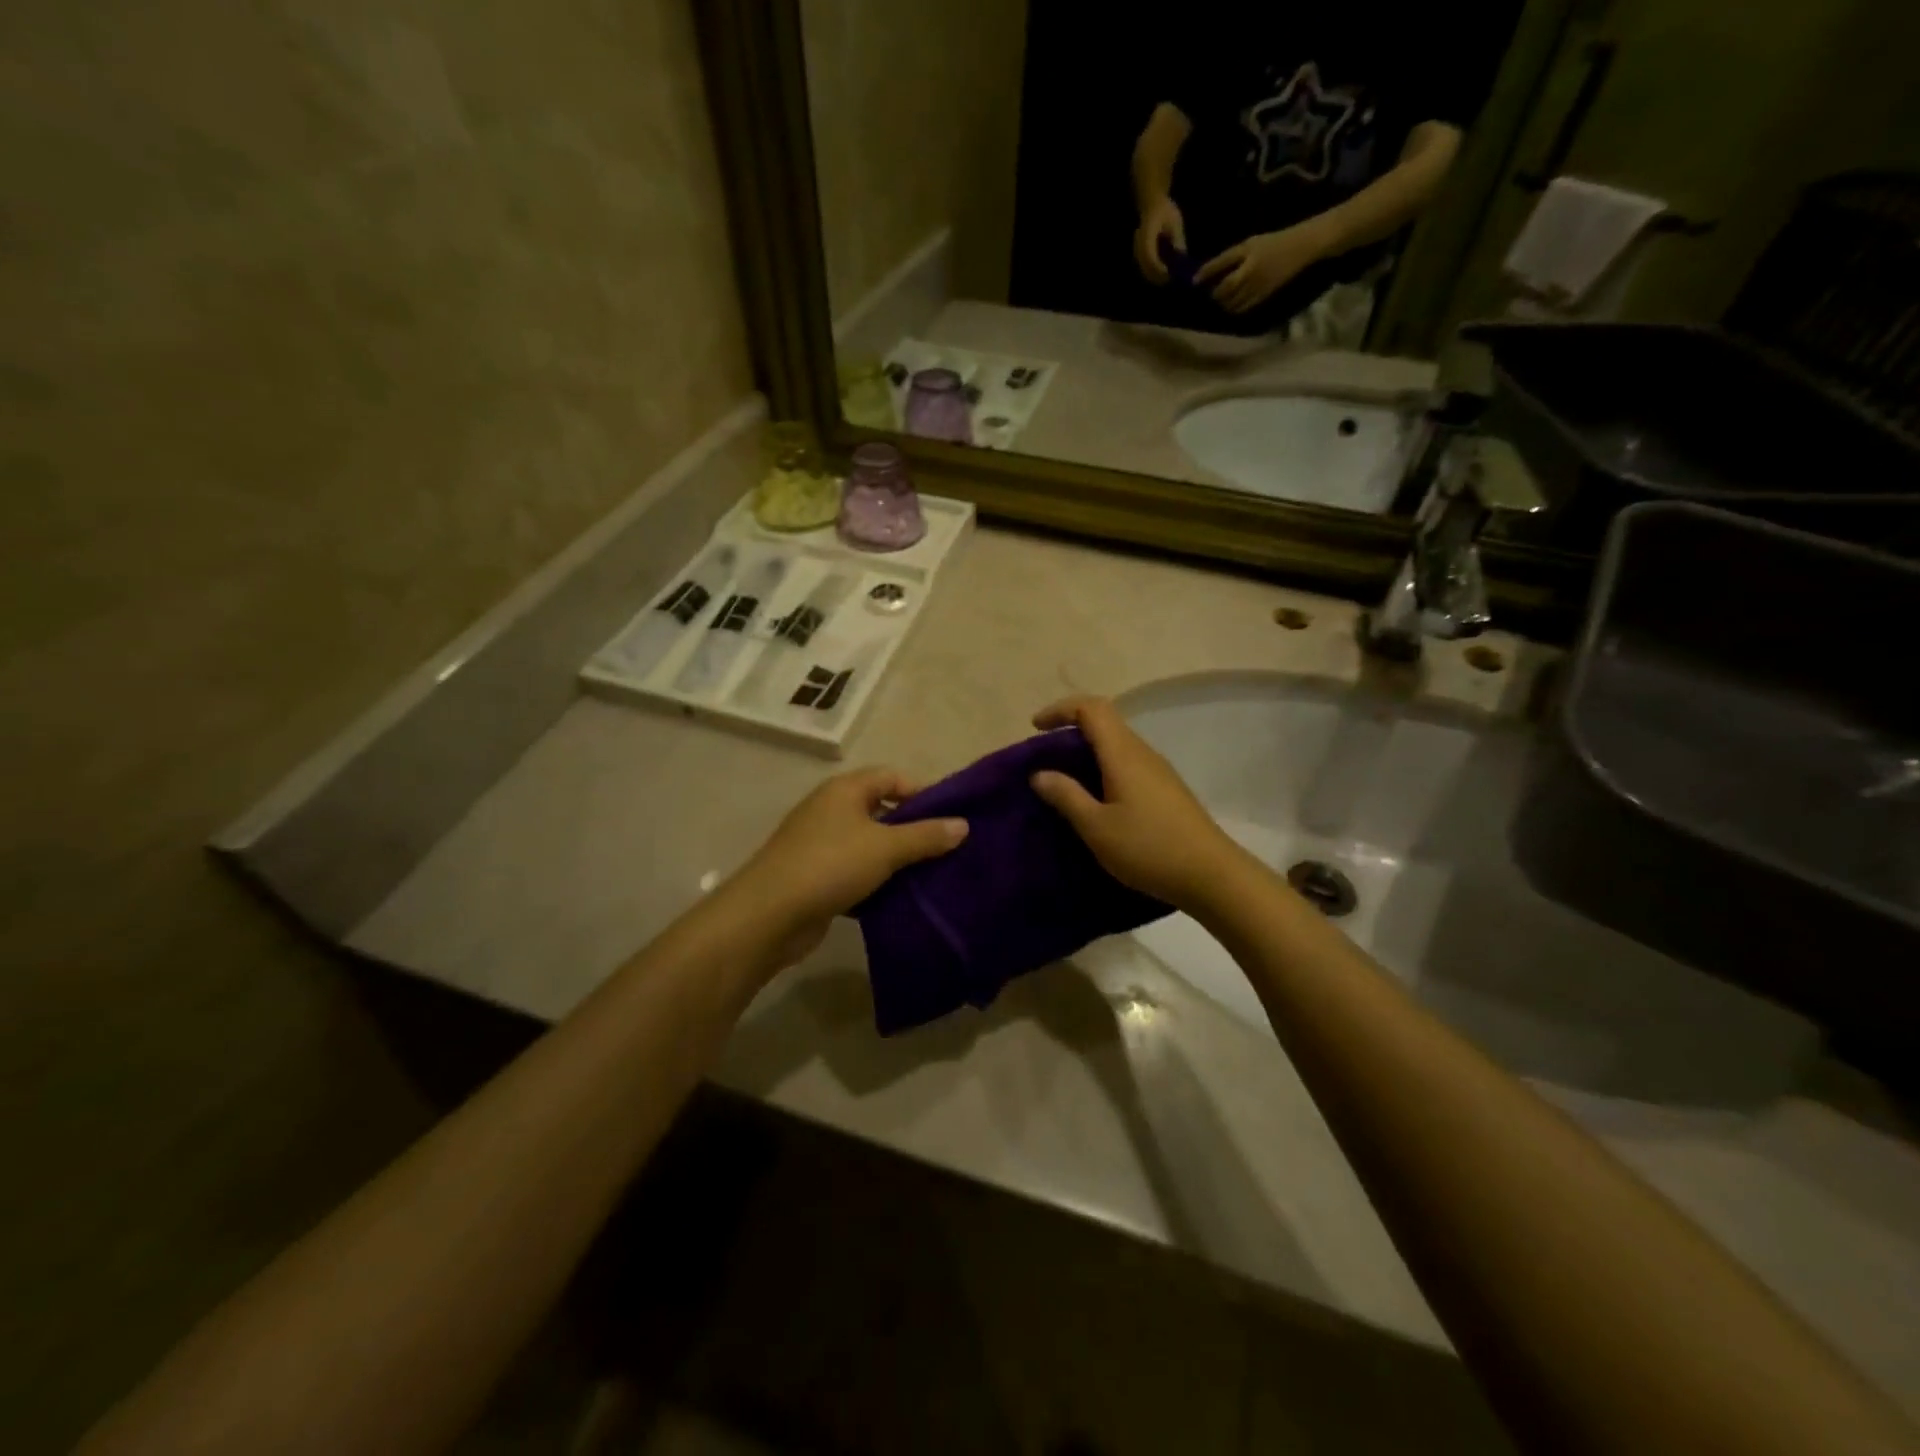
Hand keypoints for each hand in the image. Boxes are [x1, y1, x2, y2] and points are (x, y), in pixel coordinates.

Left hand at [726, 769, 966, 966]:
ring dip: (896, 859)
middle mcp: (831, 809)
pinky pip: (855, 872)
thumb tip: (963, 825)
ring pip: (869, 844)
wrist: (769, 915)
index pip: (892, 777)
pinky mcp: (815, 876)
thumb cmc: (830, 865)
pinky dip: (876, 882)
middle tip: (947, 849)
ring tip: (931, 875)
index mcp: (845, 790)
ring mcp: (820, 843)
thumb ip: (926, 835)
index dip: (922, 792)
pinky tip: (899, 899)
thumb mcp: (886, 847)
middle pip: (881, 810)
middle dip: (913, 829)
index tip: (951, 817)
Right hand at [1028, 696, 1244, 912]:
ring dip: (1088, 752)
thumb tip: (1040, 773)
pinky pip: (1128, 765)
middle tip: (1044, 756)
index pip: (1091, 708)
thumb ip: (1066, 796)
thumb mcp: (1097, 827)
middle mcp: (1142, 753)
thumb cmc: (1148, 848)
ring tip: (1064, 780)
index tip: (1035, 729)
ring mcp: (1159, 772)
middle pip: (1105, 722)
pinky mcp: (1167, 790)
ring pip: (1117, 745)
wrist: (1212, 875)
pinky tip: (1096, 800)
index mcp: (1123, 754)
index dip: (1061, 710)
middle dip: (1071, 730)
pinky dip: (1104, 769)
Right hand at [1135, 195, 1187, 283]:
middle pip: (1145, 267)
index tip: (1169, 274)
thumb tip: (1181, 257)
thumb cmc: (1165, 210)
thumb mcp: (1175, 222)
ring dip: (1154, 276)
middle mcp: (1139, 244)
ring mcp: (1137, 250)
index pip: (1150, 256)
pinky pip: (1144, 266)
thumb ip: (1177, 239)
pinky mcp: (1139, 253)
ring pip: (1144, 269)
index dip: (1159, 268)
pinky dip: (1152, 272)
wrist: (1152, 204)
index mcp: (1147, 234)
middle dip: (1157, 276)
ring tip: (1167, 278)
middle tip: (1170, 280)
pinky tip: (1162, 272)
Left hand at [1195, 223, 1329, 313]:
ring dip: (1222, 303)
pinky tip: (1232, 306)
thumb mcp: (1252, 243)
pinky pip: (1243, 308)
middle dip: (1214, 293)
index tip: (1193, 281)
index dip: (1205, 273)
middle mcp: (1250, 269)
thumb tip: (1208, 272)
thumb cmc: (1275, 242)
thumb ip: (1232, 258)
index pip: (1220, 263)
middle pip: (1224, 288)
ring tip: (1220, 301)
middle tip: (1209, 294)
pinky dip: (1234, 309)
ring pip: (1232, 301)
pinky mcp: (1264, 295)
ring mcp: (1257, 284)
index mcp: (1247, 250)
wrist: (1303, 246)